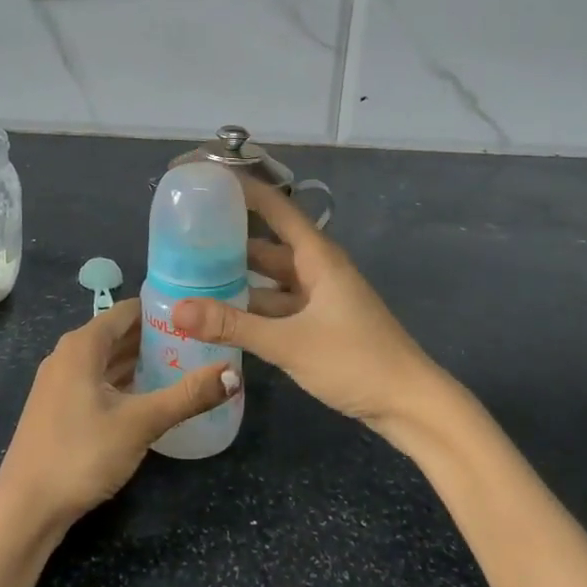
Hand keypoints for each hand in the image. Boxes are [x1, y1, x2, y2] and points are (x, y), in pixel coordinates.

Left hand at [0, 299, 237, 533]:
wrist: (26, 507)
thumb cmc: (82, 453)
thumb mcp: (141, 423)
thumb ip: (188, 396)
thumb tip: (233, 374)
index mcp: (82, 345)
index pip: (128, 311)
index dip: (161, 309)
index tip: (196, 314)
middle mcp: (68, 354)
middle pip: (117, 334)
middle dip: (155, 336)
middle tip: (198, 341)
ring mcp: (60, 382)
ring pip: (107, 359)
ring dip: (140, 360)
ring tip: (182, 364)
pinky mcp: (59, 407)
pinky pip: (97, 380)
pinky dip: (123, 381)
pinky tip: (149, 395)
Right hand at [171, 182, 451, 432]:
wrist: (410, 405)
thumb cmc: (355, 361)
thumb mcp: (288, 342)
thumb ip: (232, 325)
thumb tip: (177, 309)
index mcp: (317, 256)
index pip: (275, 208)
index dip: (243, 190)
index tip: (206, 180)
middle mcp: (317, 269)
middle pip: (267, 244)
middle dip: (230, 239)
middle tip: (183, 236)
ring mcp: (319, 297)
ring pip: (271, 278)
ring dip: (239, 277)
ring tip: (192, 274)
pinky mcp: (319, 323)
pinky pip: (278, 304)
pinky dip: (252, 306)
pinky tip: (222, 314)